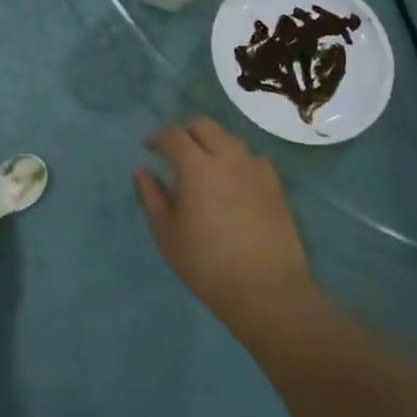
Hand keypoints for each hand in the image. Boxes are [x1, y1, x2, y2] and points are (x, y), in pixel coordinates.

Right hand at [134, 119, 312, 325]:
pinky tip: (233, 179)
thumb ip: (151, 196)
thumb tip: (142, 171)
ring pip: (231, 139)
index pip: (173, 135)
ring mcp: (255, 170)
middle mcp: (227, 158)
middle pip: (204, 126)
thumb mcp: (166, 232)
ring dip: (212, 143)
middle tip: (174, 151)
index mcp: (195, 166)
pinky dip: (237, 159)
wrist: (266, 290)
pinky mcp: (275, 187)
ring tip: (203, 164)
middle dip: (185, 132)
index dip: (158, 137)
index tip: (149, 148)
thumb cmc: (206, 262)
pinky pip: (253, 159)